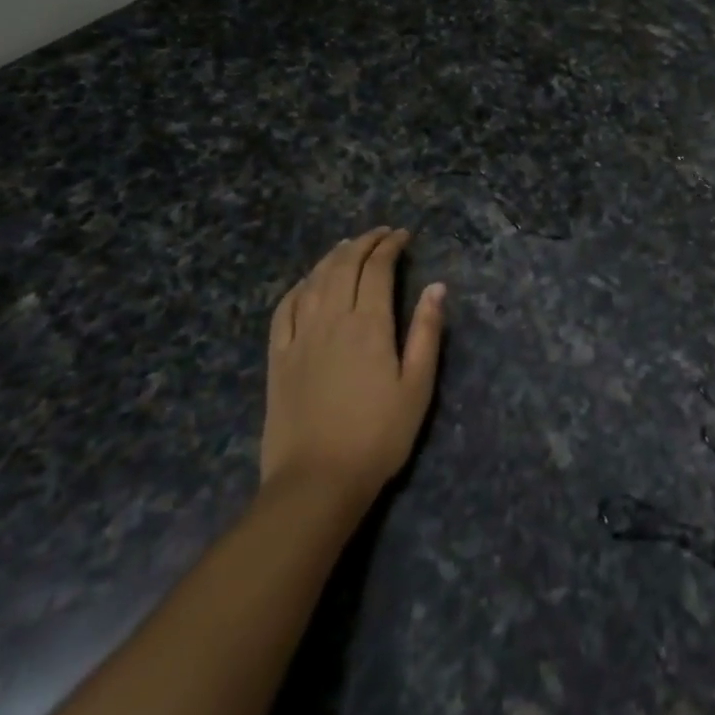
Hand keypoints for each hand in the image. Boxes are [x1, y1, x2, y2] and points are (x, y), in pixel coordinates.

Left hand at [261, 228, 445, 503]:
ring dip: (332, 257)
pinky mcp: (278, 358)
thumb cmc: (378, 435)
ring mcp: (299, 337)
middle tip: (380, 234)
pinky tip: (306, 283)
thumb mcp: (417, 386)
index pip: (377, 269)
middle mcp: (331, 320)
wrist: (317, 481)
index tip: (403, 235)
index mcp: (369, 325)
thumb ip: (426, 332)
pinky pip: (283, 309)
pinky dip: (298, 287)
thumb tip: (436, 286)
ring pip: (314, 281)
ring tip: (347, 246)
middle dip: (363, 243)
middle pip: (344, 266)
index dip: (390, 245)